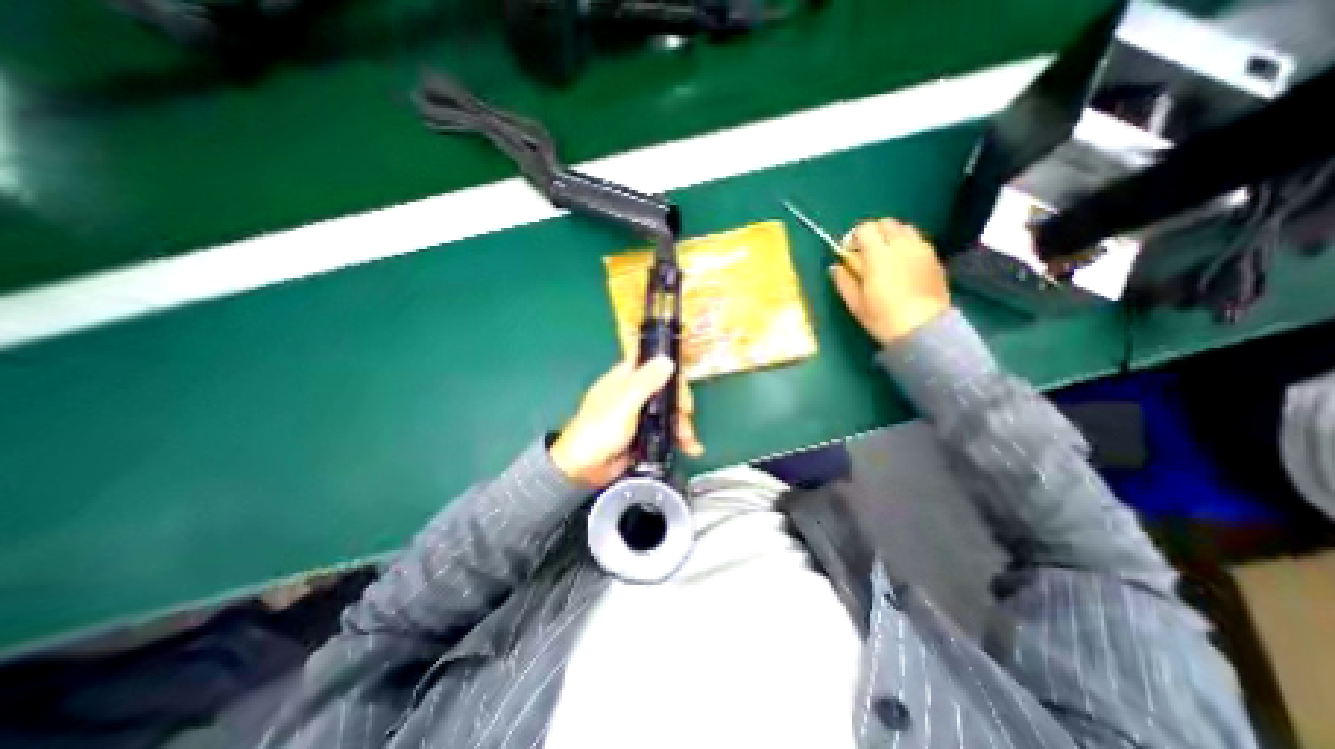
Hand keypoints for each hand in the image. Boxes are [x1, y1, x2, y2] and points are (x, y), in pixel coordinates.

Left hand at [548, 354, 702, 485]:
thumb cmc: (599, 431)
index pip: (654, 364)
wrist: (583, 470)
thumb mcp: (624, 404)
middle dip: (680, 405)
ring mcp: (639, 414)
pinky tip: (691, 448)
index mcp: (625, 377)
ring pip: (669, 411)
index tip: (683, 389)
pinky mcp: (644, 434)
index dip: (672, 373)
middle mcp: (634, 392)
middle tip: (686, 418)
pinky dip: (679, 438)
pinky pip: (666, 430)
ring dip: (682, 425)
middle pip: (667, 390)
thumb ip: (645, 382)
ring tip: (689, 442)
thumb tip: (668, 359)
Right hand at [832, 217, 949, 344]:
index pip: (865, 229)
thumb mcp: (855, 303)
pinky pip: (918, 241)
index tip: (849, 252)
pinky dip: (907, 246)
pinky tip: (903, 266)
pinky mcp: (935, 259)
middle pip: (886, 223)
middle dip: (874, 233)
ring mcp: (922, 250)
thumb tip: (836, 267)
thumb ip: (844, 281)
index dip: (854, 237)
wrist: (922, 328)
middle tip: (867, 253)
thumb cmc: (883, 317)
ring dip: (892, 237)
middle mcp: (902, 245)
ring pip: (905, 229)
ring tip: (887, 257)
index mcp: (878, 254)